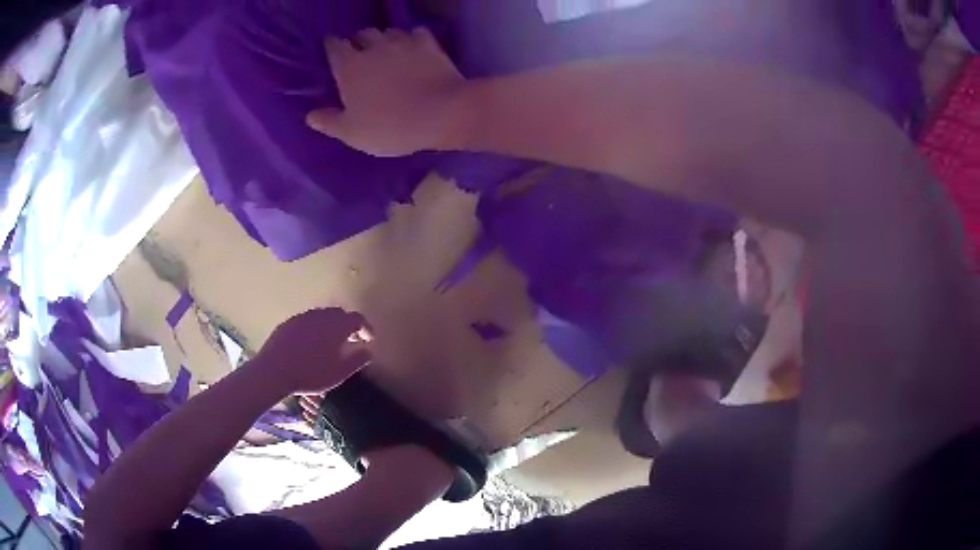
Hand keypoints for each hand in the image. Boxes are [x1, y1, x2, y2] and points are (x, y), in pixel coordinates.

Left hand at [253, 308, 372, 394]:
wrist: (274, 370)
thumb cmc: (311, 373)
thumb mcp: (339, 373)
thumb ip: (357, 360)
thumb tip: (368, 351)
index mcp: (337, 325)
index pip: (357, 319)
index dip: (366, 328)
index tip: (369, 339)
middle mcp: (321, 315)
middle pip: (339, 314)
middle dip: (348, 325)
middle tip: (351, 341)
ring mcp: (303, 317)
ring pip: (322, 316)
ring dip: (331, 326)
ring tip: (331, 343)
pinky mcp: (289, 322)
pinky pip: (308, 321)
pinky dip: (315, 329)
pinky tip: (311, 344)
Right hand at [307, 28, 470, 156]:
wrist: (441, 113)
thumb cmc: (390, 126)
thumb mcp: (352, 133)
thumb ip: (329, 122)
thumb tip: (310, 116)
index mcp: (349, 66)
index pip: (334, 46)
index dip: (332, 46)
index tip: (332, 50)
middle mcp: (373, 47)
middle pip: (362, 34)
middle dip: (359, 41)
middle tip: (361, 53)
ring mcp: (403, 42)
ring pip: (389, 31)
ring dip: (385, 39)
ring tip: (388, 51)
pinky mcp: (429, 44)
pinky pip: (417, 34)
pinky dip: (413, 39)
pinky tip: (415, 49)